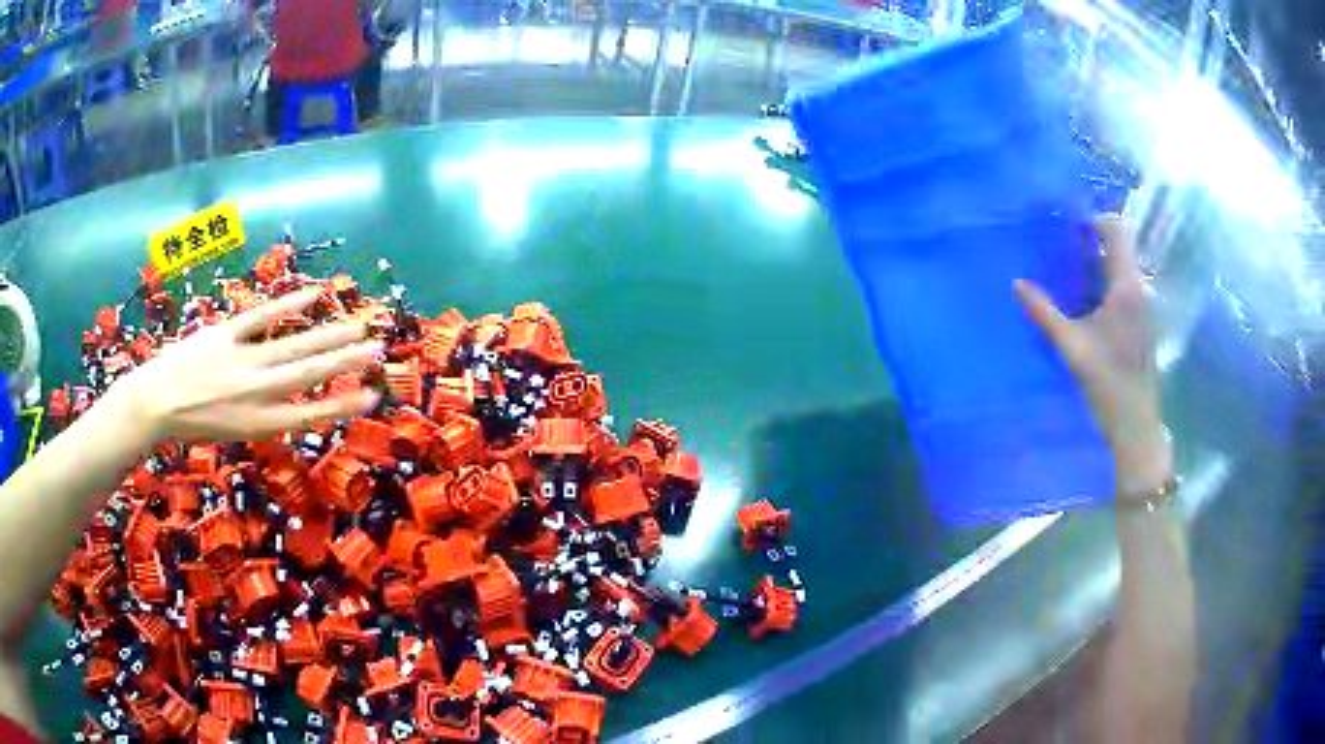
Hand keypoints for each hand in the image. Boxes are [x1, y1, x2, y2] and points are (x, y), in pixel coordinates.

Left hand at [107, 287, 381, 445]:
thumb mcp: (231, 434)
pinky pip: (262, 317)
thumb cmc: (190, 427)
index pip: (310, 415)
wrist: (153, 404)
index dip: (343, 405)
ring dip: (329, 336)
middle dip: (346, 362)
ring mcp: (243, 360)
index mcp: (258, 423)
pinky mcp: (227, 334)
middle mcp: (257, 392)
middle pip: (309, 374)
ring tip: (358, 326)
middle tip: (377, 349)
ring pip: (294, 346)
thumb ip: (261, 416)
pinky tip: (313, 295)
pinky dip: (289, 305)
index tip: (372, 395)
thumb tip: (288, 400)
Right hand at [1015, 216, 1172, 497]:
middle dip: (1089, 241)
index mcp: (1125, 286)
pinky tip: (1081, 301)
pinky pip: (1120, 288)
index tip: (1067, 224)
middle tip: (1057, 246)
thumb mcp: (1071, 348)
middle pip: (1117, 246)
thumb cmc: (1107, 384)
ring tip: (1065, 271)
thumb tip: (1017, 283)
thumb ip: (1044, 313)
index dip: (1093, 219)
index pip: (1116, 229)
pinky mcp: (1139, 322)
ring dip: (1094, 264)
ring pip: (1118, 268)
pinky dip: (1101, 284)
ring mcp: (1141, 306)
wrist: (1135, 425)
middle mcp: (1137, 288)